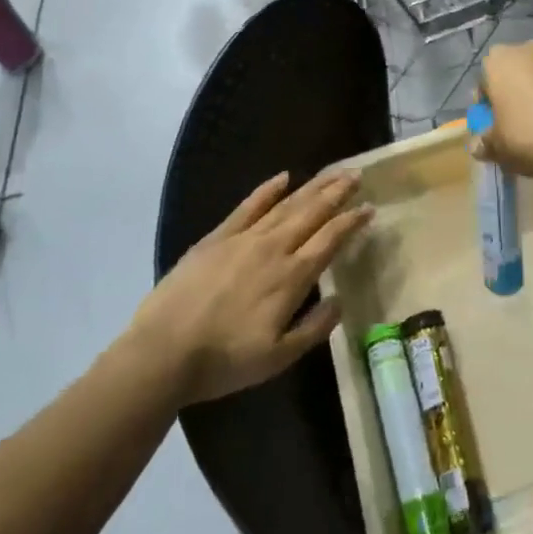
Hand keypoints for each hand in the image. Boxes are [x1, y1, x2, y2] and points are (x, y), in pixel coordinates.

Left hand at [134, 171, 371, 405]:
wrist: (164, 351)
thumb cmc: (224, 361)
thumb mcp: (278, 358)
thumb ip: (314, 328)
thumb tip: (340, 300)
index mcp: (292, 277)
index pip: (330, 240)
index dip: (351, 222)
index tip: (369, 208)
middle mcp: (274, 248)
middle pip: (312, 213)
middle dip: (336, 193)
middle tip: (355, 174)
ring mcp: (245, 238)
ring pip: (286, 204)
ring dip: (311, 187)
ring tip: (330, 173)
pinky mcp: (218, 237)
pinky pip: (249, 206)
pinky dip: (267, 190)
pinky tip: (283, 177)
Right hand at [476, 40, 532, 183]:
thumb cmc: (530, 136)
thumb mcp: (498, 148)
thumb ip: (485, 143)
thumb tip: (478, 146)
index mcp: (499, 60)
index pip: (483, 82)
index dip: (486, 107)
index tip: (492, 127)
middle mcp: (528, 49)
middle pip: (513, 74)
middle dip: (512, 95)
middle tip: (514, 126)